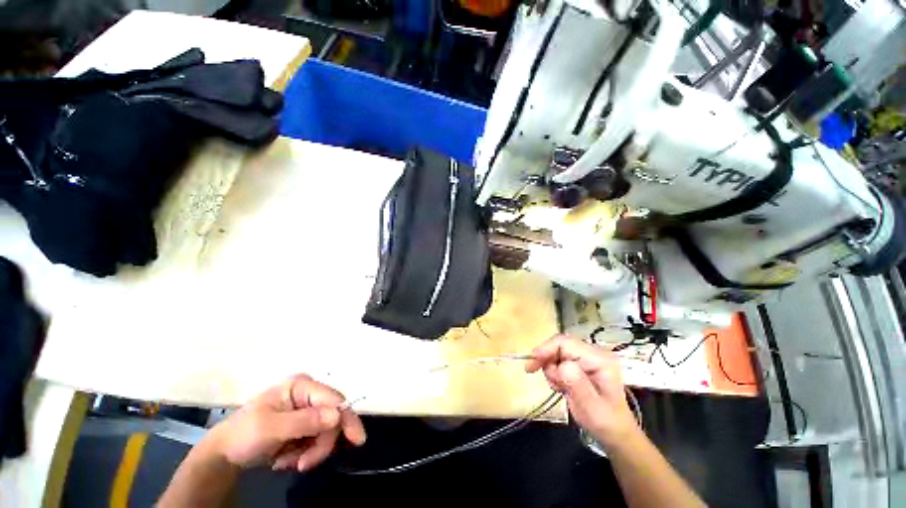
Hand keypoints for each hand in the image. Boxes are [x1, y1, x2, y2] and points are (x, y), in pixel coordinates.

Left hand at [204, 374, 366, 471]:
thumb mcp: (271, 429)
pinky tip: (286, 459)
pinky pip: (316, 440)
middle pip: (331, 417)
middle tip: (304, 465)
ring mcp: (306, 409)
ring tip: (287, 462)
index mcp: (301, 386)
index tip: (357, 440)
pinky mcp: (303, 425)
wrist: (223, 455)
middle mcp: (308, 394)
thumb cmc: (243, 434)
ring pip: (326, 432)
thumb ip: (305, 421)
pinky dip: (304, 453)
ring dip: (310, 451)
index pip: (333, 399)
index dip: (346, 418)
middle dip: (320, 443)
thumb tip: (338, 415)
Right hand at [525, 335, 637, 447]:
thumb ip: (577, 385)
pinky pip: (559, 359)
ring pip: (556, 352)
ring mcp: (587, 357)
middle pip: (559, 345)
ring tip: (559, 387)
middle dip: (547, 360)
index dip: (546, 349)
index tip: (531, 363)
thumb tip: (562, 366)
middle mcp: (594, 353)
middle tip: (533, 372)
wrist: (614, 431)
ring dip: (551, 369)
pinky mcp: (581, 362)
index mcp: (600, 359)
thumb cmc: (605, 422)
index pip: (566, 343)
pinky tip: (561, 386)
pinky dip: (554, 372)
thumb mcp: (592, 408)